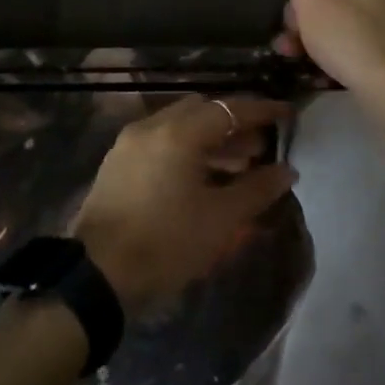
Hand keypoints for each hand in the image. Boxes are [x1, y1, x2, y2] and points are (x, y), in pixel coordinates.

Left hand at [71, 94, 296, 314]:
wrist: (98, 275)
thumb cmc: (166, 243)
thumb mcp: (220, 220)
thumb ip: (256, 189)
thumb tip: (286, 170)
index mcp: (178, 133)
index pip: (228, 109)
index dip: (261, 110)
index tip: (287, 113)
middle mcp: (151, 127)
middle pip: (201, 110)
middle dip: (234, 123)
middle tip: (261, 144)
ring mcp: (130, 143)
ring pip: (179, 126)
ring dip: (210, 138)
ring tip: (239, 164)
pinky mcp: (118, 163)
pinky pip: (161, 142)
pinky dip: (186, 149)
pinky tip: (202, 177)